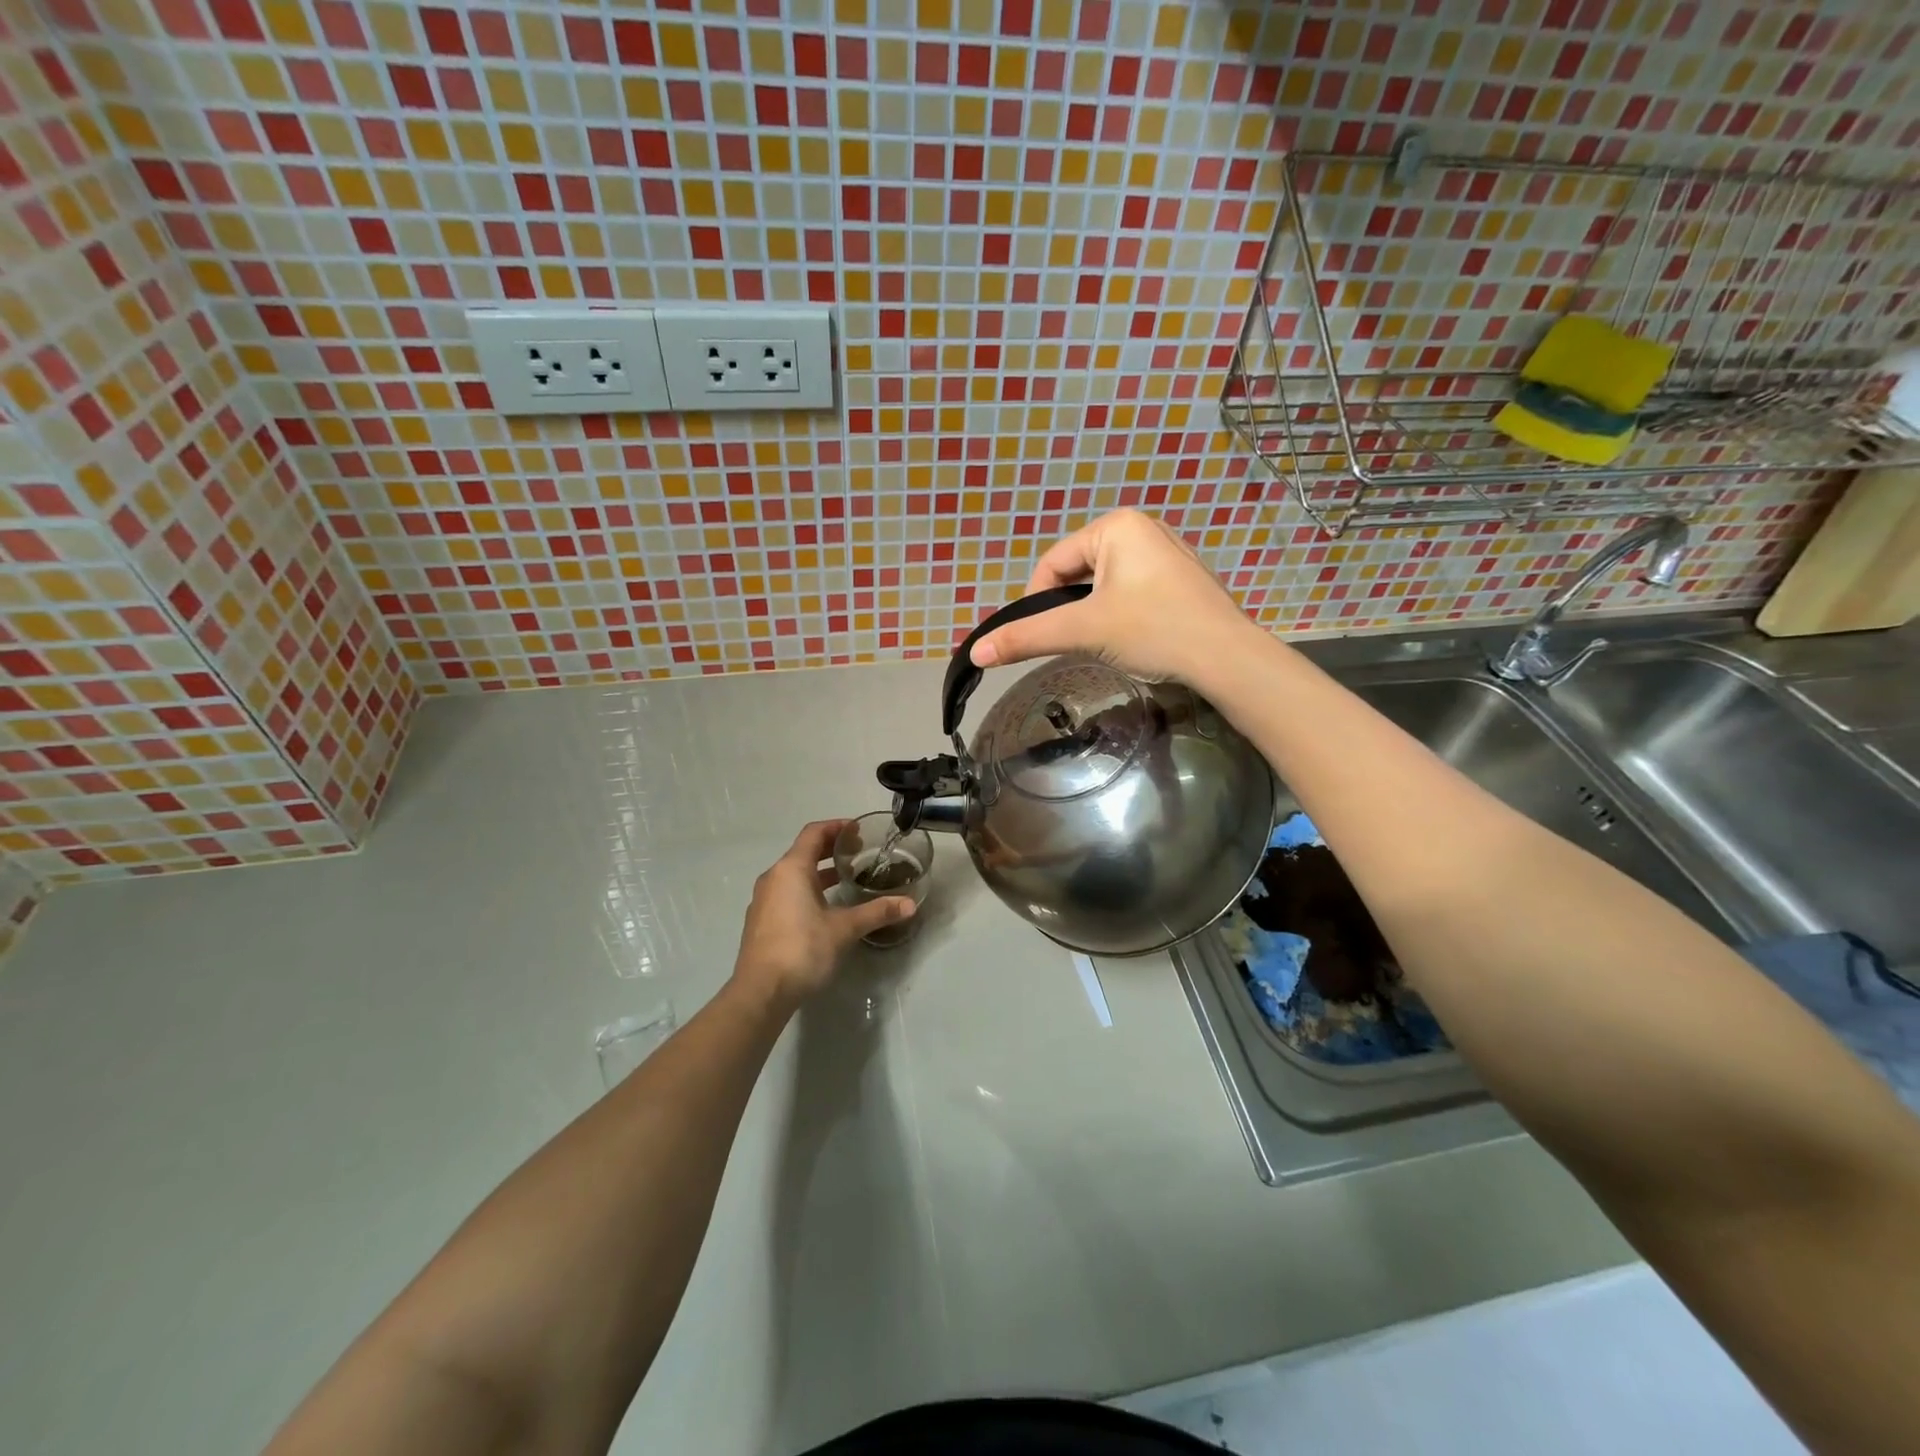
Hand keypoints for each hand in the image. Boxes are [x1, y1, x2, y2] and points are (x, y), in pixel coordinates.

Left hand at [730, 820, 915, 1009]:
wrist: (761, 992)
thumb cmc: (802, 949)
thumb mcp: (844, 929)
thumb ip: (876, 912)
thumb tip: (910, 904)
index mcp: (791, 869)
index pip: (814, 833)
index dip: (837, 827)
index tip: (859, 830)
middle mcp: (773, 878)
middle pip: (803, 851)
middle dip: (830, 849)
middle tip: (859, 852)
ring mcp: (763, 900)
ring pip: (794, 874)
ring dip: (819, 871)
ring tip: (846, 878)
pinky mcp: (761, 921)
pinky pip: (786, 893)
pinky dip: (807, 890)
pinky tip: (825, 908)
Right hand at [969, 509, 1260, 687]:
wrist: (1227, 658)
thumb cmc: (1153, 630)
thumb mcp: (1083, 631)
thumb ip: (1027, 637)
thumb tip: (976, 652)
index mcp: (1117, 525)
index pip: (1053, 562)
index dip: (1037, 600)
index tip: (1041, 635)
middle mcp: (1142, 527)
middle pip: (1079, 571)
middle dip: (1071, 607)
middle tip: (1077, 641)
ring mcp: (1167, 552)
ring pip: (1105, 584)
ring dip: (1095, 613)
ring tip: (1105, 642)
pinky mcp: (1181, 578)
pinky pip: (1132, 590)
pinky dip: (1121, 613)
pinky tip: (1133, 637)